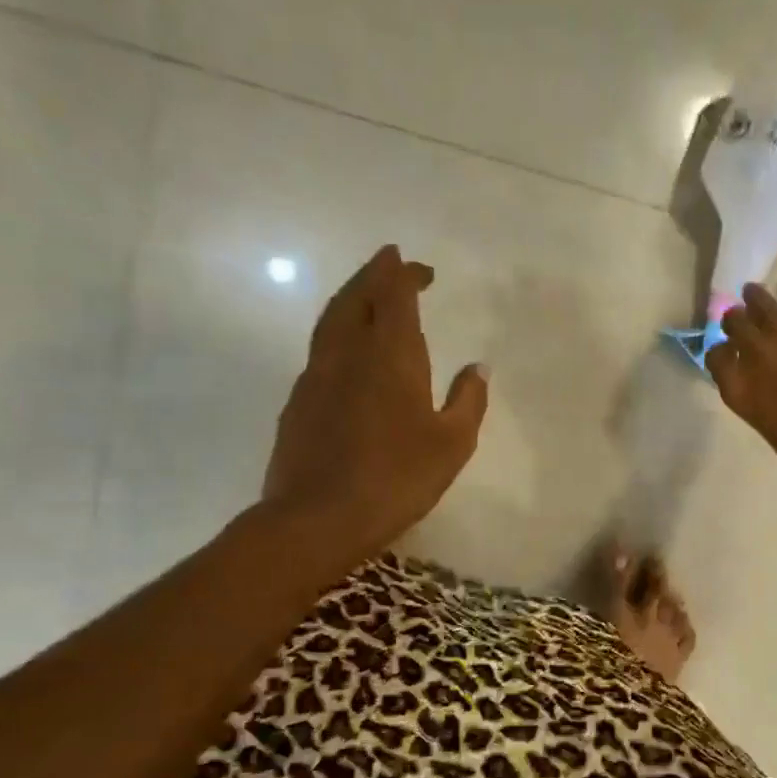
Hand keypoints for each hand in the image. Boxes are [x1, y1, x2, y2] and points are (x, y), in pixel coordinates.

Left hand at [262, 245, 488, 557]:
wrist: (319, 517)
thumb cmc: (397, 477)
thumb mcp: (452, 443)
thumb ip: (468, 400)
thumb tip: (478, 367)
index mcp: (391, 356)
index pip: (396, 296)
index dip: (405, 275)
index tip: (419, 267)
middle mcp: (349, 353)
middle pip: (356, 297)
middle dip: (374, 274)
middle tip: (389, 260)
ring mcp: (317, 375)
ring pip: (331, 319)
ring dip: (351, 298)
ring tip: (367, 294)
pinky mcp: (298, 401)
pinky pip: (320, 350)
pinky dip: (338, 333)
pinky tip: (347, 352)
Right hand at [705, 281, 776, 492]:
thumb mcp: (770, 428)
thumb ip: (761, 401)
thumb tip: (769, 388)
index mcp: (738, 389)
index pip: (716, 358)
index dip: (719, 353)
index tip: (725, 353)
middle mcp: (756, 356)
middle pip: (735, 325)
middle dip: (734, 320)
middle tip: (736, 317)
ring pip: (764, 305)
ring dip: (755, 298)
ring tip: (751, 292)